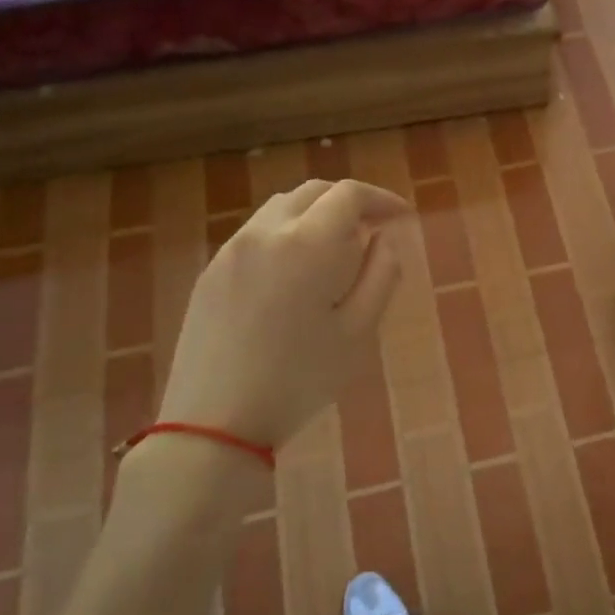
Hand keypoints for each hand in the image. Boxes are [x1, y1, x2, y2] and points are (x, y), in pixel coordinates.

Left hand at [158, 177, 410, 450]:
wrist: (213, 422)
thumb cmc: (299, 380)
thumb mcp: (358, 332)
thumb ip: (380, 276)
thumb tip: (383, 241)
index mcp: (307, 243)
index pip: (349, 194)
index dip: (382, 198)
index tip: (403, 217)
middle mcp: (265, 232)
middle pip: (313, 192)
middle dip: (349, 202)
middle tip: (374, 229)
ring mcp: (231, 250)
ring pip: (281, 208)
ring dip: (316, 214)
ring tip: (337, 250)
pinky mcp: (210, 271)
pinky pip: (257, 232)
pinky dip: (287, 233)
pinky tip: (296, 271)